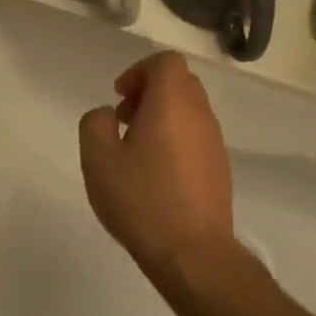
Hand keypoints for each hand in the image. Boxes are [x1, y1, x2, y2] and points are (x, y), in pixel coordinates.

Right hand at [79, 52, 241, 302]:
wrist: (192, 253)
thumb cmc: (141, 199)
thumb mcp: (98, 158)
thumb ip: (96, 123)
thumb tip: (109, 115)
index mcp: (172, 104)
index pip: (166, 62)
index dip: (139, 71)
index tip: (118, 97)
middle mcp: (200, 116)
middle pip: (180, 82)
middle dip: (149, 91)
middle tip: (124, 119)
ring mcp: (214, 143)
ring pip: (189, 110)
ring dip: (161, 116)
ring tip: (135, 149)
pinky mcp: (219, 169)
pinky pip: (196, 136)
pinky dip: (174, 138)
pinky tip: (154, 173)